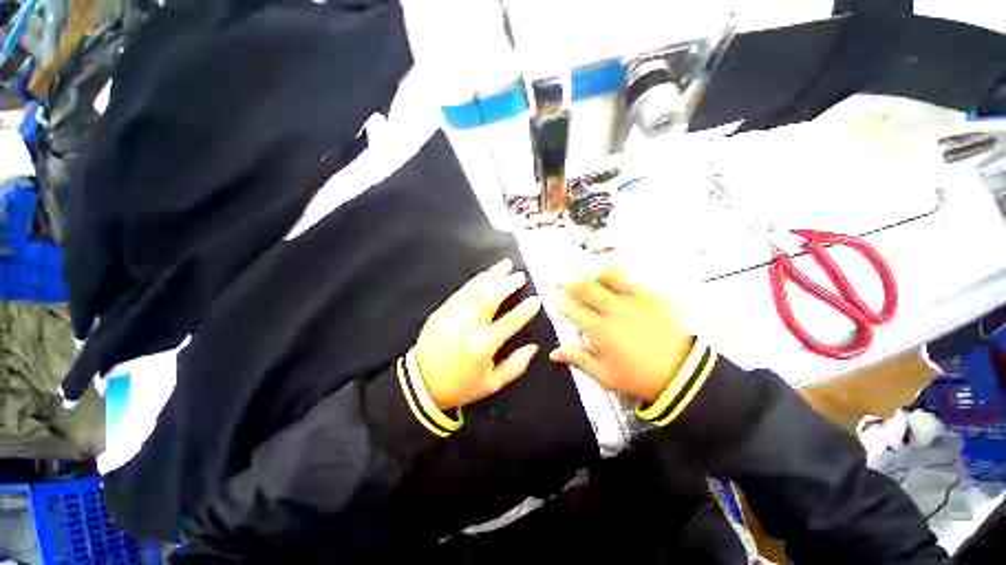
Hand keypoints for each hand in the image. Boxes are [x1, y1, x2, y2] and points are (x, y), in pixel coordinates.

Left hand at [413, 258, 541, 409]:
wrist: (420, 384)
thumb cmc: (459, 386)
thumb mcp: (491, 384)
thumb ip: (515, 366)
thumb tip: (533, 348)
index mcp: (482, 345)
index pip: (509, 322)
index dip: (525, 310)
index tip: (536, 300)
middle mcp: (467, 326)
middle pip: (491, 299)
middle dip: (507, 284)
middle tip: (520, 275)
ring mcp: (452, 316)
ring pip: (476, 290)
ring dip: (492, 276)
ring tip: (505, 265)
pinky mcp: (442, 311)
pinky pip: (461, 292)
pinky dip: (474, 282)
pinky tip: (484, 275)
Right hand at [549, 267, 691, 402]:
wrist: (682, 375)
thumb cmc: (642, 378)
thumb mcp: (605, 376)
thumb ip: (579, 359)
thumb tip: (556, 353)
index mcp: (601, 331)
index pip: (574, 310)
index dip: (562, 303)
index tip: (556, 299)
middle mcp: (616, 311)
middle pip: (587, 289)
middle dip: (573, 285)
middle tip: (567, 284)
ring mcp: (635, 301)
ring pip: (609, 277)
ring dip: (596, 277)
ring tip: (591, 278)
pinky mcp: (653, 298)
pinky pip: (632, 281)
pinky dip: (620, 280)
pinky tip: (617, 284)